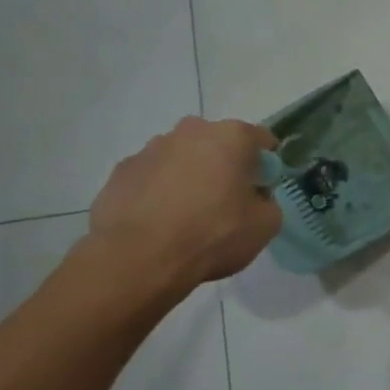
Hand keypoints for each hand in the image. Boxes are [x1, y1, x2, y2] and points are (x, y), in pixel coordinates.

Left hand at [85, 117, 281, 299]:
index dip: (266, 166)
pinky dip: (158, 192)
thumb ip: (267, 202)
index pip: (261, 139)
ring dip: (189, 177)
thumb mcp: (266, 226)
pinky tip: (159, 222)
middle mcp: (190, 131)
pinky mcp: (122, 170)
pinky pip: (151, 177)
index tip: (261, 190)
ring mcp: (150, 148)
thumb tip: (254, 198)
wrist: (140, 258)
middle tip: (225, 204)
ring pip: (181, 158)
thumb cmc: (212, 235)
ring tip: (186, 217)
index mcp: (231, 137)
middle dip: (224, 167)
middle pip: (217, 144)